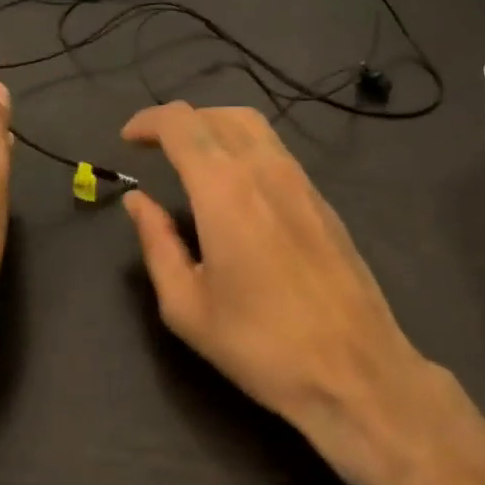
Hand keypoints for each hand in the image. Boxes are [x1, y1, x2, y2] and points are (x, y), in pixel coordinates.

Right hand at [120, 103, 484, 484]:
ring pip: (250, 123)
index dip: (148, 121)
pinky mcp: (320, 196)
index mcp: (224, 188)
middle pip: (216, 114)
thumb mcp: (187, 306)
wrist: (356, 370)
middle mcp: (263, 167)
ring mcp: (299, 178)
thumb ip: (157, 242)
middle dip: (178, 121)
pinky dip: (241, 144)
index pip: (180, 123)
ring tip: (190, 157)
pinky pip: (274, 147)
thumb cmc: (261, 344)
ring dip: (212, 126)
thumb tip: (138, 201)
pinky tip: (233, 182)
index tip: (128, 140)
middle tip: (154, 147)